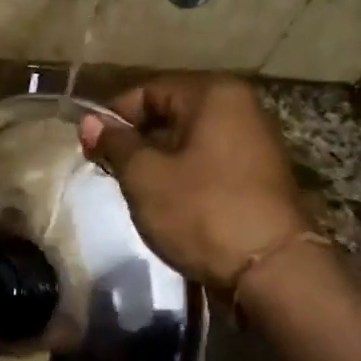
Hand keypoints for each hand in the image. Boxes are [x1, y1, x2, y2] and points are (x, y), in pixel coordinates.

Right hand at [78, 75, 309, 294]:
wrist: (271, 269)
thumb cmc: (201, 211)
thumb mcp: (145, 176)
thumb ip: (116, 143)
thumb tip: (89, 122)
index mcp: (214, 95)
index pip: (148, 91)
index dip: (113, 118)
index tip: (91, 149)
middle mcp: (241, 107)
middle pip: (170, 113)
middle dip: (135, 140)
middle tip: (109, 171)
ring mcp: (255, 142)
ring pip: (189, 140)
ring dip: (158, 160)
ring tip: (134, 190)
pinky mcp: (259, 176)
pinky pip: (208, 162)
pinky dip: (183, 175)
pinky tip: (167, 202)